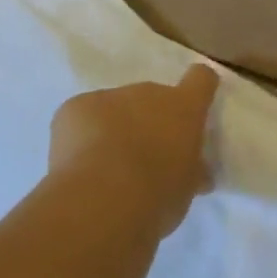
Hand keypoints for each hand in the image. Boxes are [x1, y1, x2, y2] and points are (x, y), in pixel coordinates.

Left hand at [48, 63, 218, 239]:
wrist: (103, 198)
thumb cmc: (157, 194)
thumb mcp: (186, 189)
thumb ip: (191, 172)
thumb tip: (197, 172)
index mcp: (184, 108)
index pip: (201, 79)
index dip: (199, 88)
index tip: (195, 103)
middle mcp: (149, 92)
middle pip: (152, 98)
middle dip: (149, 121)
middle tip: (144, 157)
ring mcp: (110, 96)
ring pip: (115, 108)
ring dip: (115, 129)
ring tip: (106, 167)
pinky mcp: (75, 107)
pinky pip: (83, 118)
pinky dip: (82, 136)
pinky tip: (79, 165)